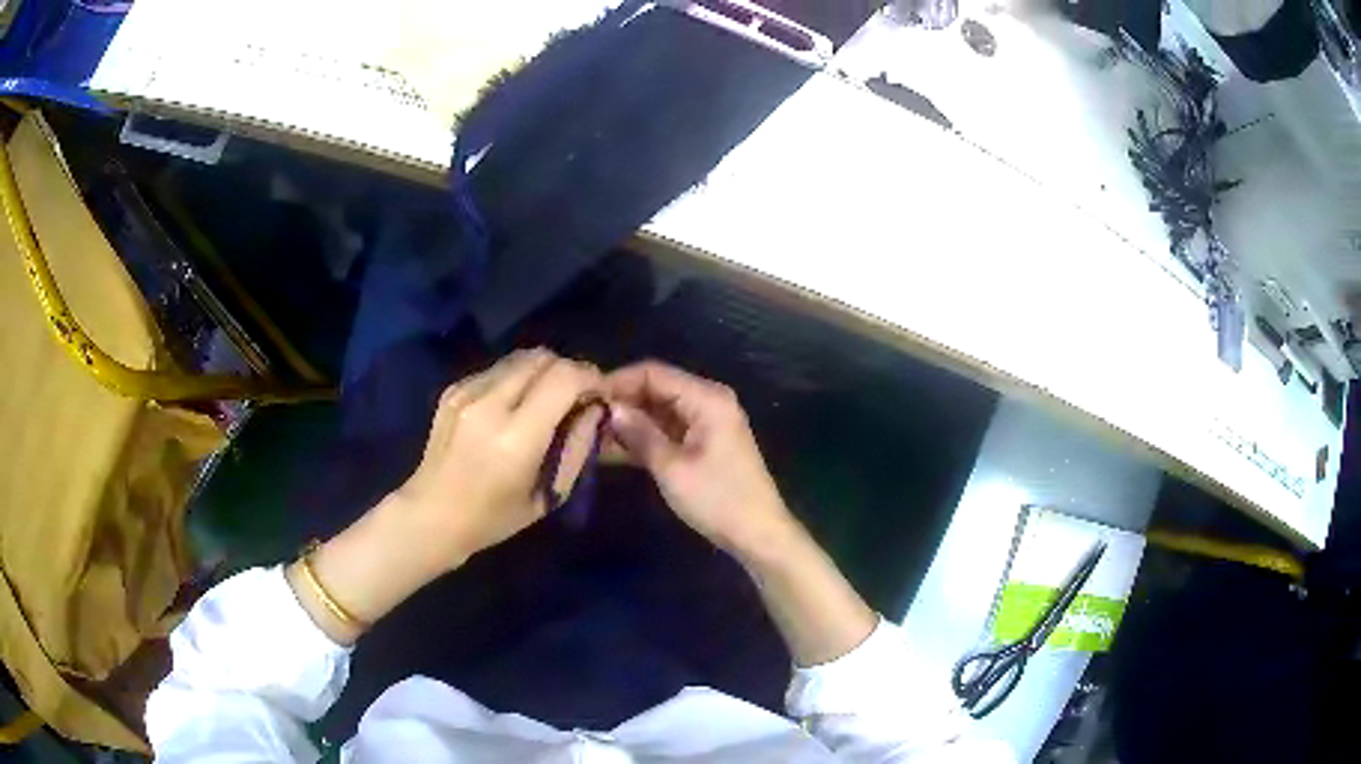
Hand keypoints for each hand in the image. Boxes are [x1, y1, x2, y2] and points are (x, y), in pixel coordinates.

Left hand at [392, 349, 604, 569]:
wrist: (431, 515)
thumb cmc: (494, 518)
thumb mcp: (549, 495)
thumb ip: (577, 448)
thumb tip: (595, 409)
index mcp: (516, 437)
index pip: (564, 378)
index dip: (590, 378)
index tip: (600, 394)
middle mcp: (489, 404)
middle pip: (542, 358)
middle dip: (568, 371)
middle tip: (577, 396)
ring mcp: (466, 392)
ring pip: (520, 358)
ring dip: (543, 372)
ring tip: (548, 399)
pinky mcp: (453, 389)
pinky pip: (497, 369)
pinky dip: (517, 379)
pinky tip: (514, 406)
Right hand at [604, 361, 793, 556]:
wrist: (757, 534)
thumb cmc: (718, 500)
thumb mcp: (672, 468)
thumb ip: (639, 433)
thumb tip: (609, 409)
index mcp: (706, 398)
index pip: (653, 372)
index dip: (618, 381)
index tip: (585, 399)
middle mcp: (708, 401)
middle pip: (656, 388)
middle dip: (622, 403)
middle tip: (584, 421)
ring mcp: (707, 422)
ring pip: (658, 410)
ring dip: (630, 422)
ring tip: (591, 436)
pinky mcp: (703, 442)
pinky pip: (668, 429)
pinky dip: (644, 438)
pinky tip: (613, 450)